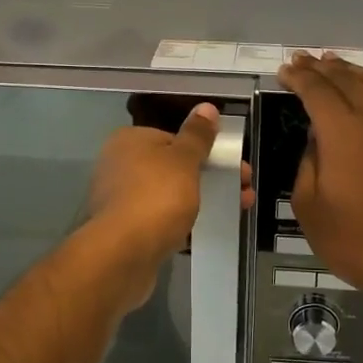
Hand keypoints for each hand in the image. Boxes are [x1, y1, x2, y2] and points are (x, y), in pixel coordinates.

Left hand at [87, 104, 251, 309]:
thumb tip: (207, 108)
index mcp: (130, 141)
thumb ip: (197, 135)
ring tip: (235, 210)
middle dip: (210, 178)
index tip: (232, 165)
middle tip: (244, 191)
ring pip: (168, 195)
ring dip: (201, 201)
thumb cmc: (156, 197)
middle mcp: (119, 166)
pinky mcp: (124, 231)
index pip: (172, 138)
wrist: (122, 255)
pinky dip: (181, 223)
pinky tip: (203, 231)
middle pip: (173, 167)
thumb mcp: (184, 160)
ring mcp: (119, 200)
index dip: (205, 151)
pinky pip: (159, 221)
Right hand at [276, 54, 362, 311]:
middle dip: (320, 67)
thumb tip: (317, 138)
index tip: (284, 71)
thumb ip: (307, 161)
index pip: (317, 90)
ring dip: (352, 70)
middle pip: (346, 80)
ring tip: (334, 63)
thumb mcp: (308, 205)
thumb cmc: (353, 239)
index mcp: (343, 132)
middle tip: (302, 59)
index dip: (298, 77)